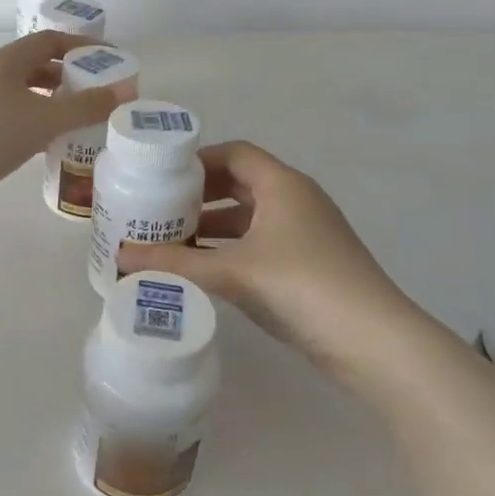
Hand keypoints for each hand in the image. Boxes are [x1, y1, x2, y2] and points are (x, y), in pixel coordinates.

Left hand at [0, 32, 132, 254]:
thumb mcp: (44, 119)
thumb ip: (86, 106)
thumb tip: (125, 91)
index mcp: (6, 60)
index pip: (50, 41)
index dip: (82, 47)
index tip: (111, 60)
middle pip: (38, 66)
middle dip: (71, 76)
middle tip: (100, 93)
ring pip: (26, 93)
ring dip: (54, 102)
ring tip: (83, 118)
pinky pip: (16, 116)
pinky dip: (38, 122)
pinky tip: (53, 141)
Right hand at [115, 141, 421, 380]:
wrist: (374, 342)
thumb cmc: (303, 285)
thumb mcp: (233, 271)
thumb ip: (175, 262)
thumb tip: (120, 257)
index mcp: (283, 185)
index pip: (235, 153)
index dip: (198, 160)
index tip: (161, 176)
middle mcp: (295, 201)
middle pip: (241, 183)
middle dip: (200, 195)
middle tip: (158, 209)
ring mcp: (305, 235)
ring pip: (250, 218)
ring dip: (213, 226)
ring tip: (171, 240)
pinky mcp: (308, 266)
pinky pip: (260, 245)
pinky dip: (231, 250)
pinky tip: (204, 270)